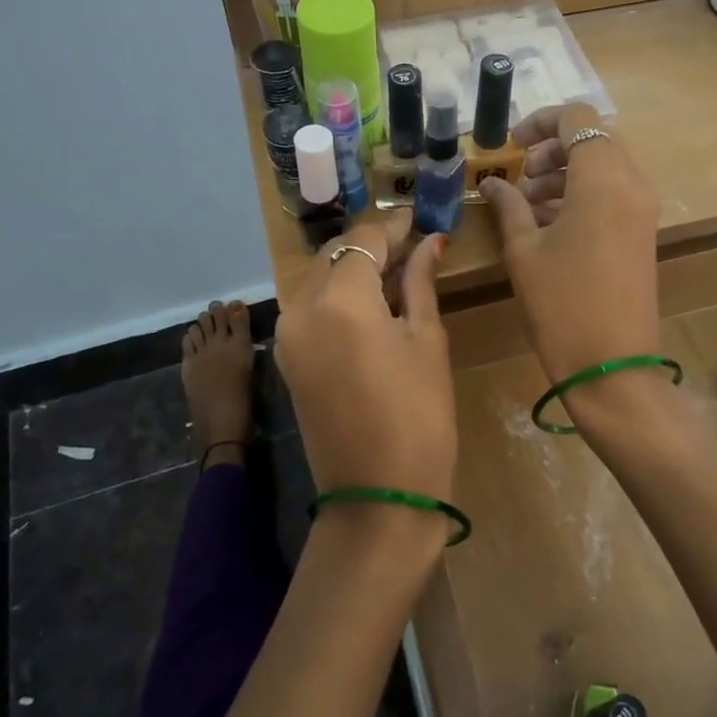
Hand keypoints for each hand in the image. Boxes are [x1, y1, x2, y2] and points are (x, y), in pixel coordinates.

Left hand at [275, 211, 456, 553]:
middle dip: (372, 244)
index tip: (419, 220)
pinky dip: (339, 296)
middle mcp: (301, 307)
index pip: (365, 239)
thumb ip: (420, 282)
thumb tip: (430, 242)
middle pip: (336, 254)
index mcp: (340, 299)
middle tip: (413, 245)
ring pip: (320, 278)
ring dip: (354, 269)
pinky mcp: (287, 356)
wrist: (377, 496)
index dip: (393, 225)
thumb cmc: (418, 416)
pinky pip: (311, 307)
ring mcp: (287, 333)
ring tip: (397, 273)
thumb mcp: (426, 341)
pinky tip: (372, 301)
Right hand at [480, 104, 661, 390]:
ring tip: (529, 202)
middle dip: (553, 148)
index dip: (541, 122)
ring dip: (567, 172)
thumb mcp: (524, 250)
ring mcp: (643, 209)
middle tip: (520, 176)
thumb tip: (493, 182)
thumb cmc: (560, 304)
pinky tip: (550, 221)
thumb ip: (509, 205)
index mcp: (602, 179)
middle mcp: (632, 183)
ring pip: (606, 166)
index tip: (511, 146)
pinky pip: (614, 192)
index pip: (577, 119)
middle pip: (594, 139)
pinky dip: (583, 193)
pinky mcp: (644, 231)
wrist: (611, 365)